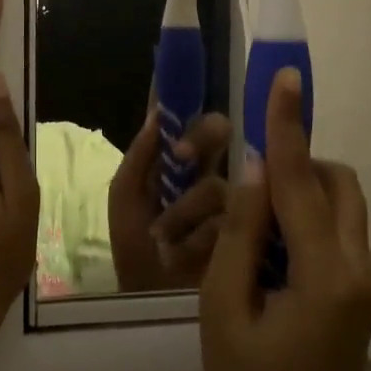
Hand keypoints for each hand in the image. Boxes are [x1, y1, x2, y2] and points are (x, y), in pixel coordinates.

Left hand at [108, 102, 232, 291]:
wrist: (150, 300)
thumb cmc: (134, 247)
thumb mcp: (125, 198)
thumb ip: (139, 156)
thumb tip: (158, 112)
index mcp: (174, 160)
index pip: (185, 117)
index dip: (184, 93)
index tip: (181, 70)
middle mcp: (205, 170)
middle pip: (218, 132)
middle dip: (203, 136)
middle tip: (182, 155)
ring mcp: (228, 199)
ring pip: (219, 181)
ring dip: (185, 210)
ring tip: (164, 238)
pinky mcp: (246, 228)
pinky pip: (229, 217)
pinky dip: (199, 235)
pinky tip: (182, 253)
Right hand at [199, 68, 370, 370]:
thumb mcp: (224, 310)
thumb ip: (238, 234)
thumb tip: (250, 172)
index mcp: (325, 272)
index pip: (300, 179)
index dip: (286, 124)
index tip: (284, 78)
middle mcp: (356, 267)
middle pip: (338, 184)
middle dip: (298, 162)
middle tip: (247, 178)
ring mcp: (361, 283)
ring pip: (339, 207)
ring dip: (299, 192)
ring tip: (248, 217)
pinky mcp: (354, 296)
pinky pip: (332, 234)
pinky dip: (301, 221)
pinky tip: (262, 246)